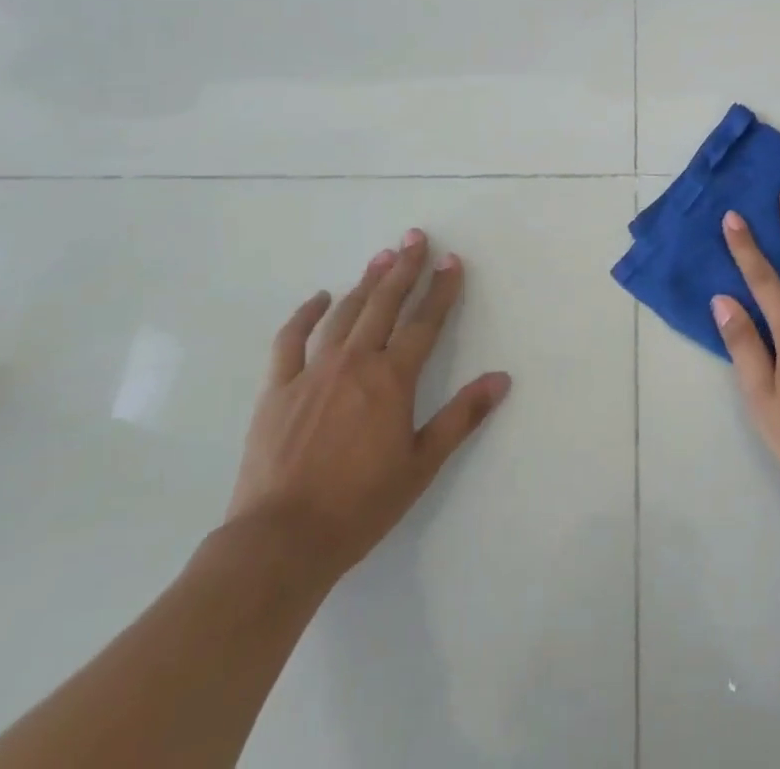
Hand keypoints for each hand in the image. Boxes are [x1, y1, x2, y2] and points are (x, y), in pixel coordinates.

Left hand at [226, 230, 510, 584]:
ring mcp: (312, 372)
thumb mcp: (422, 464)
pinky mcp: (277, 388)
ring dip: (366, 282)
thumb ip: (462, 417)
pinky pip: (291, 339)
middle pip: (385, 304)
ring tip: (382, 257)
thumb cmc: (360, 505)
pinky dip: (306, 314)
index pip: (425, 322)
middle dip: (404, 268)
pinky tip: (320, 298)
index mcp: (392, 379)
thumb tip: (502, 379)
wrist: (280, 542)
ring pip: (345, 313)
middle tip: (415, 237)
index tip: (452, 260)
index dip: (441, 289)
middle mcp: (355, 363)